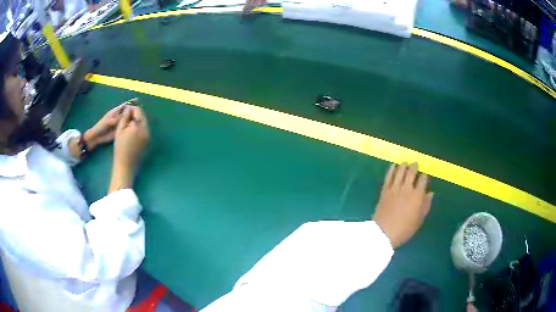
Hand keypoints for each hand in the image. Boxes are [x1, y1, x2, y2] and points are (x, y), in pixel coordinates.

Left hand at [84, 100, 135, 148]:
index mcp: (116, 112)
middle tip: (141, 114)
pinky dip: (130, 128)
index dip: (131, 103)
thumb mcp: (109, 121)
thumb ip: (118, 118)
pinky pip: (126, 128)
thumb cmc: (101, 126)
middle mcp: (119, 117)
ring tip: (140, 121)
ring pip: (128, 121)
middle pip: (128, 113)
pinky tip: (135, 129)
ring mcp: (120, 124)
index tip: (137, 101)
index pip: (124, 105)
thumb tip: (127, 114)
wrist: (97, 137)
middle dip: (133, 112)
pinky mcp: (120, 131)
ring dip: (132, 120)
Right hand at [109, 106, 149, 192]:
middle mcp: (146, 130)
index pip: (138, 111)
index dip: (131, 109)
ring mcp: (148, 136)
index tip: (125, 112)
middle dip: (135, 115)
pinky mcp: (148, 142)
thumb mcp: (119, 130)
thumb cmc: (120, 148)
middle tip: (126, 119)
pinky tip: (132, 133)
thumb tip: (129, 108)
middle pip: (142, 116)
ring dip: (137, 121)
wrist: (126, 165)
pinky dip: (139, 128)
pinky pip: (144, 130)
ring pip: (144, 123)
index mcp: (139, 126)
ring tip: (128, 126)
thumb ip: (125, 117)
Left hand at [373, 163, 433, 248]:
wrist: (383, 232)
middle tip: (415, 164)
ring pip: (400, 171)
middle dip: (414, 167)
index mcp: (417, 196)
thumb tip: (430, 193)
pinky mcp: (384, 190)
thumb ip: (426, 205)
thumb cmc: (404, 229)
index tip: (424, 175)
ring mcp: (394, 188)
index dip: (424, 176)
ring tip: (405, 163)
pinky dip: (391, 169)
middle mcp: (407, 189)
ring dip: (403, 165)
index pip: (423, 180)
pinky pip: (389, 176)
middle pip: (411, 172)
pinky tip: (393, 165)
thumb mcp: (419, 220)